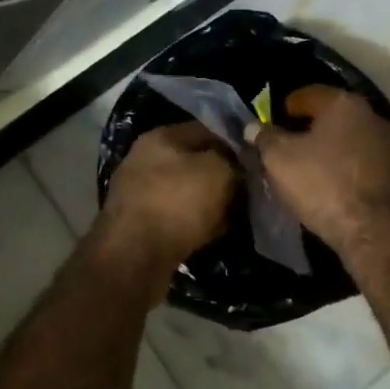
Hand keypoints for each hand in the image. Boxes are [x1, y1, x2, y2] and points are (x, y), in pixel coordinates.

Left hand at [100, 121, 238, 272]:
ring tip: (233, 217)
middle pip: (195, 162)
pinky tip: (211, 235)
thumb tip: (238, 168)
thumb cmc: (178, 204)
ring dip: (209, 204)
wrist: (134, 257)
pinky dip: (194, 225)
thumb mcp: (220, 172)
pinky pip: (176, 217)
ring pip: (186, 192)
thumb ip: (233, 162)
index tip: (256, 164)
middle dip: (222, 177)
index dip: (235, 146)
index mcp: (162, 136)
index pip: (208, 130)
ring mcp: (138, 192)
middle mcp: (144, 158)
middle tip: (247, 193)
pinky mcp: (137, 223)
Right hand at [248, 86, 389, 258]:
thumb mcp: (280, 160)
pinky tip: (332, 186)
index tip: (273, 121)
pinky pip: (363, 163)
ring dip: (330, 150)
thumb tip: (253, 127)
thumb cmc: (324, 185)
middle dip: (309, 129)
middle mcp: (373, 117)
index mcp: (344, 104)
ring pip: (350, 140)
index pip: (310, 94)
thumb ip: (265, 138)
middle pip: (333, 116)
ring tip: (308, 169)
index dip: (287, 106)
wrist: (377, 232)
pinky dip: (346, 169)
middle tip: (287, 146)